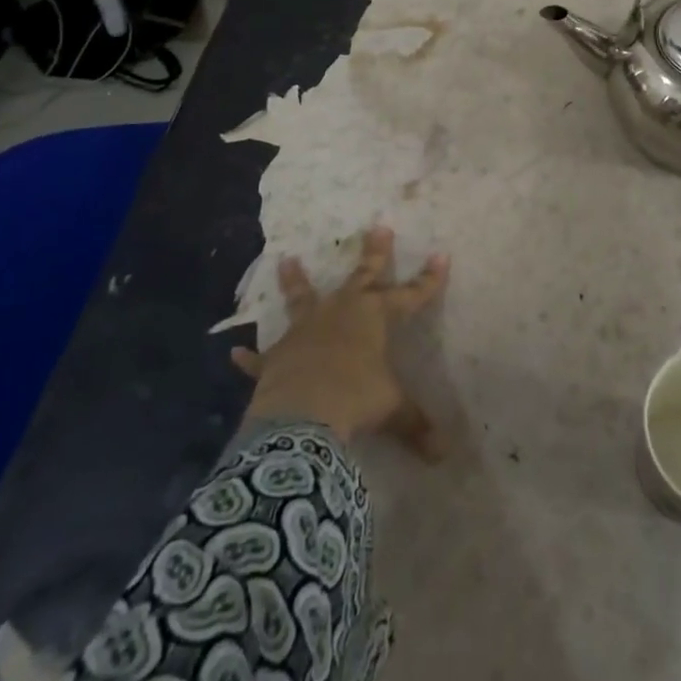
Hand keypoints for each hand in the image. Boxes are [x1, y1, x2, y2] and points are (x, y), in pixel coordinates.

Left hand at [231, 225, 450, 458]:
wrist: (302, 414)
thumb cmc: (355, 399)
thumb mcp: (391, 409)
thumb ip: (415, 425)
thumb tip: (444, 453)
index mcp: (374, 317)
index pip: (410, 295)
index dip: (427, 280)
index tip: (441, 255)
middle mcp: (340, 313)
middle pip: (361, 277)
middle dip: (373, 253)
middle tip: (378, 226)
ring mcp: (305, 331)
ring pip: (302, 299)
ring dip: (295, 281)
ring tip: (286, 259)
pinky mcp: (277, 357)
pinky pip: (261, 357)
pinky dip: (250, 357)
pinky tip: (235, 352)